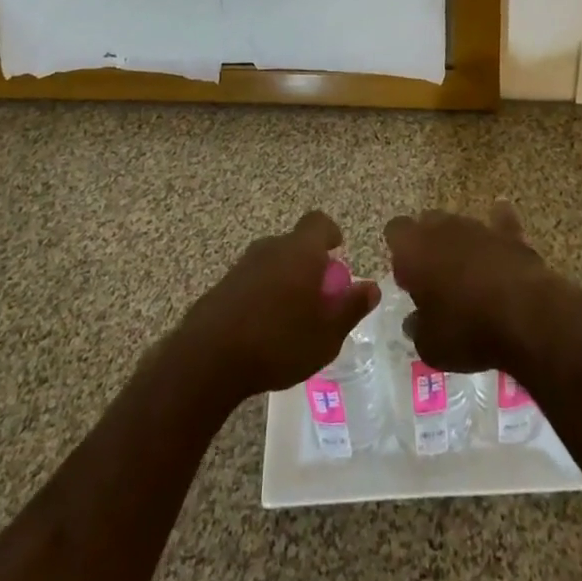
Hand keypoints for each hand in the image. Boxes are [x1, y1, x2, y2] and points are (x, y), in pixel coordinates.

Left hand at [176, 211, 379, 405]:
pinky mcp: (223, 284)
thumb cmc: (278, 342)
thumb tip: (371, 286)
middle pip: (296, 243)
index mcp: (300, 251)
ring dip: (285, 279)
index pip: (319, 222)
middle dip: (309, 263)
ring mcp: (243, 264)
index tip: (337, 251)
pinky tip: (264, 328)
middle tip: (318, 296)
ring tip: (292, 316)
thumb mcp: (326, 335)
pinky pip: (253, 280)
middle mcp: (272, 247)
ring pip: (273, 262)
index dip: (330, 233)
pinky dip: (263, 294)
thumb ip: (351, 308)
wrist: (209, 358)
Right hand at [383, 202, 564, 373]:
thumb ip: (418, 327)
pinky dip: (498, 231)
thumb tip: (415, 320)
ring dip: (460, 243)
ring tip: (468, 275)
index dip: (399, 252)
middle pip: (427, 222)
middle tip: (435, 278)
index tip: (407, 279)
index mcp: (413, 248)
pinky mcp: (509, 233)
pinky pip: (500, 223)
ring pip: (460, 225)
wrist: (524, 315)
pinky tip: (501, 243)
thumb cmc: (466, 330)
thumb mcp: (430, 346)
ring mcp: (477, 226)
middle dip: (429, 244)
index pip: (395, 231)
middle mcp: (442, 227)